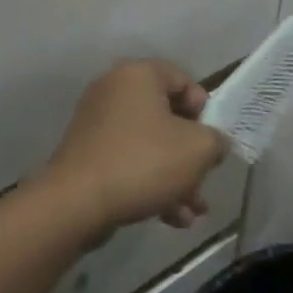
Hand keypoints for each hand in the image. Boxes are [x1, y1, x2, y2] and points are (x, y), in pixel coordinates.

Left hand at [42, 60, 227, 235]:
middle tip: (205, 180)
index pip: (183, 80)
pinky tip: (171, 218)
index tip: (212, 140)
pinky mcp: (87, 154)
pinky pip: (128, 161)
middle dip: (191, 154)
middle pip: (166, 117)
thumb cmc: (143, 162)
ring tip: (193, 211)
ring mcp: (97, 123)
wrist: (77, 202)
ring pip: (149, 145)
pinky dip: (150, 183)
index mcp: (138, 75)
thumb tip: (213, 143)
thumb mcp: (197, 149)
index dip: (204, 110)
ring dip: (175, 177)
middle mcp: (114, 90)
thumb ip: (215, 140)